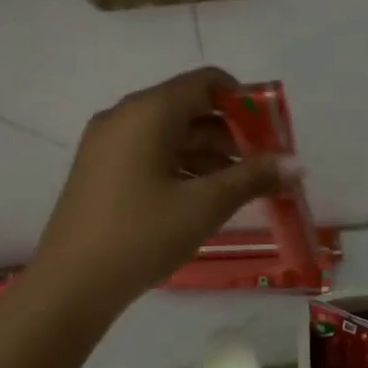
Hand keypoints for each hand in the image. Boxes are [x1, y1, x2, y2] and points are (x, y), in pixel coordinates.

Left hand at [30, 67, 294, 310]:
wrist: (71, 285)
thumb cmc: (142, 235)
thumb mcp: (204, 205)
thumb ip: (253, 177)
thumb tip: (296, 164)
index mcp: (148, 111)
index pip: (206, 82)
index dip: (246, 102)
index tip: (272, 135)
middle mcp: (124, 117)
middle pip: (189, 108)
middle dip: (231, 134)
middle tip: (264, 168)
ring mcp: (107, 144)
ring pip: (170, 135)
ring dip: (209, 155)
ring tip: (240, 189)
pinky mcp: (100, 171)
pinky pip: (150, 154)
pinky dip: (181, 167)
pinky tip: (203, 199)